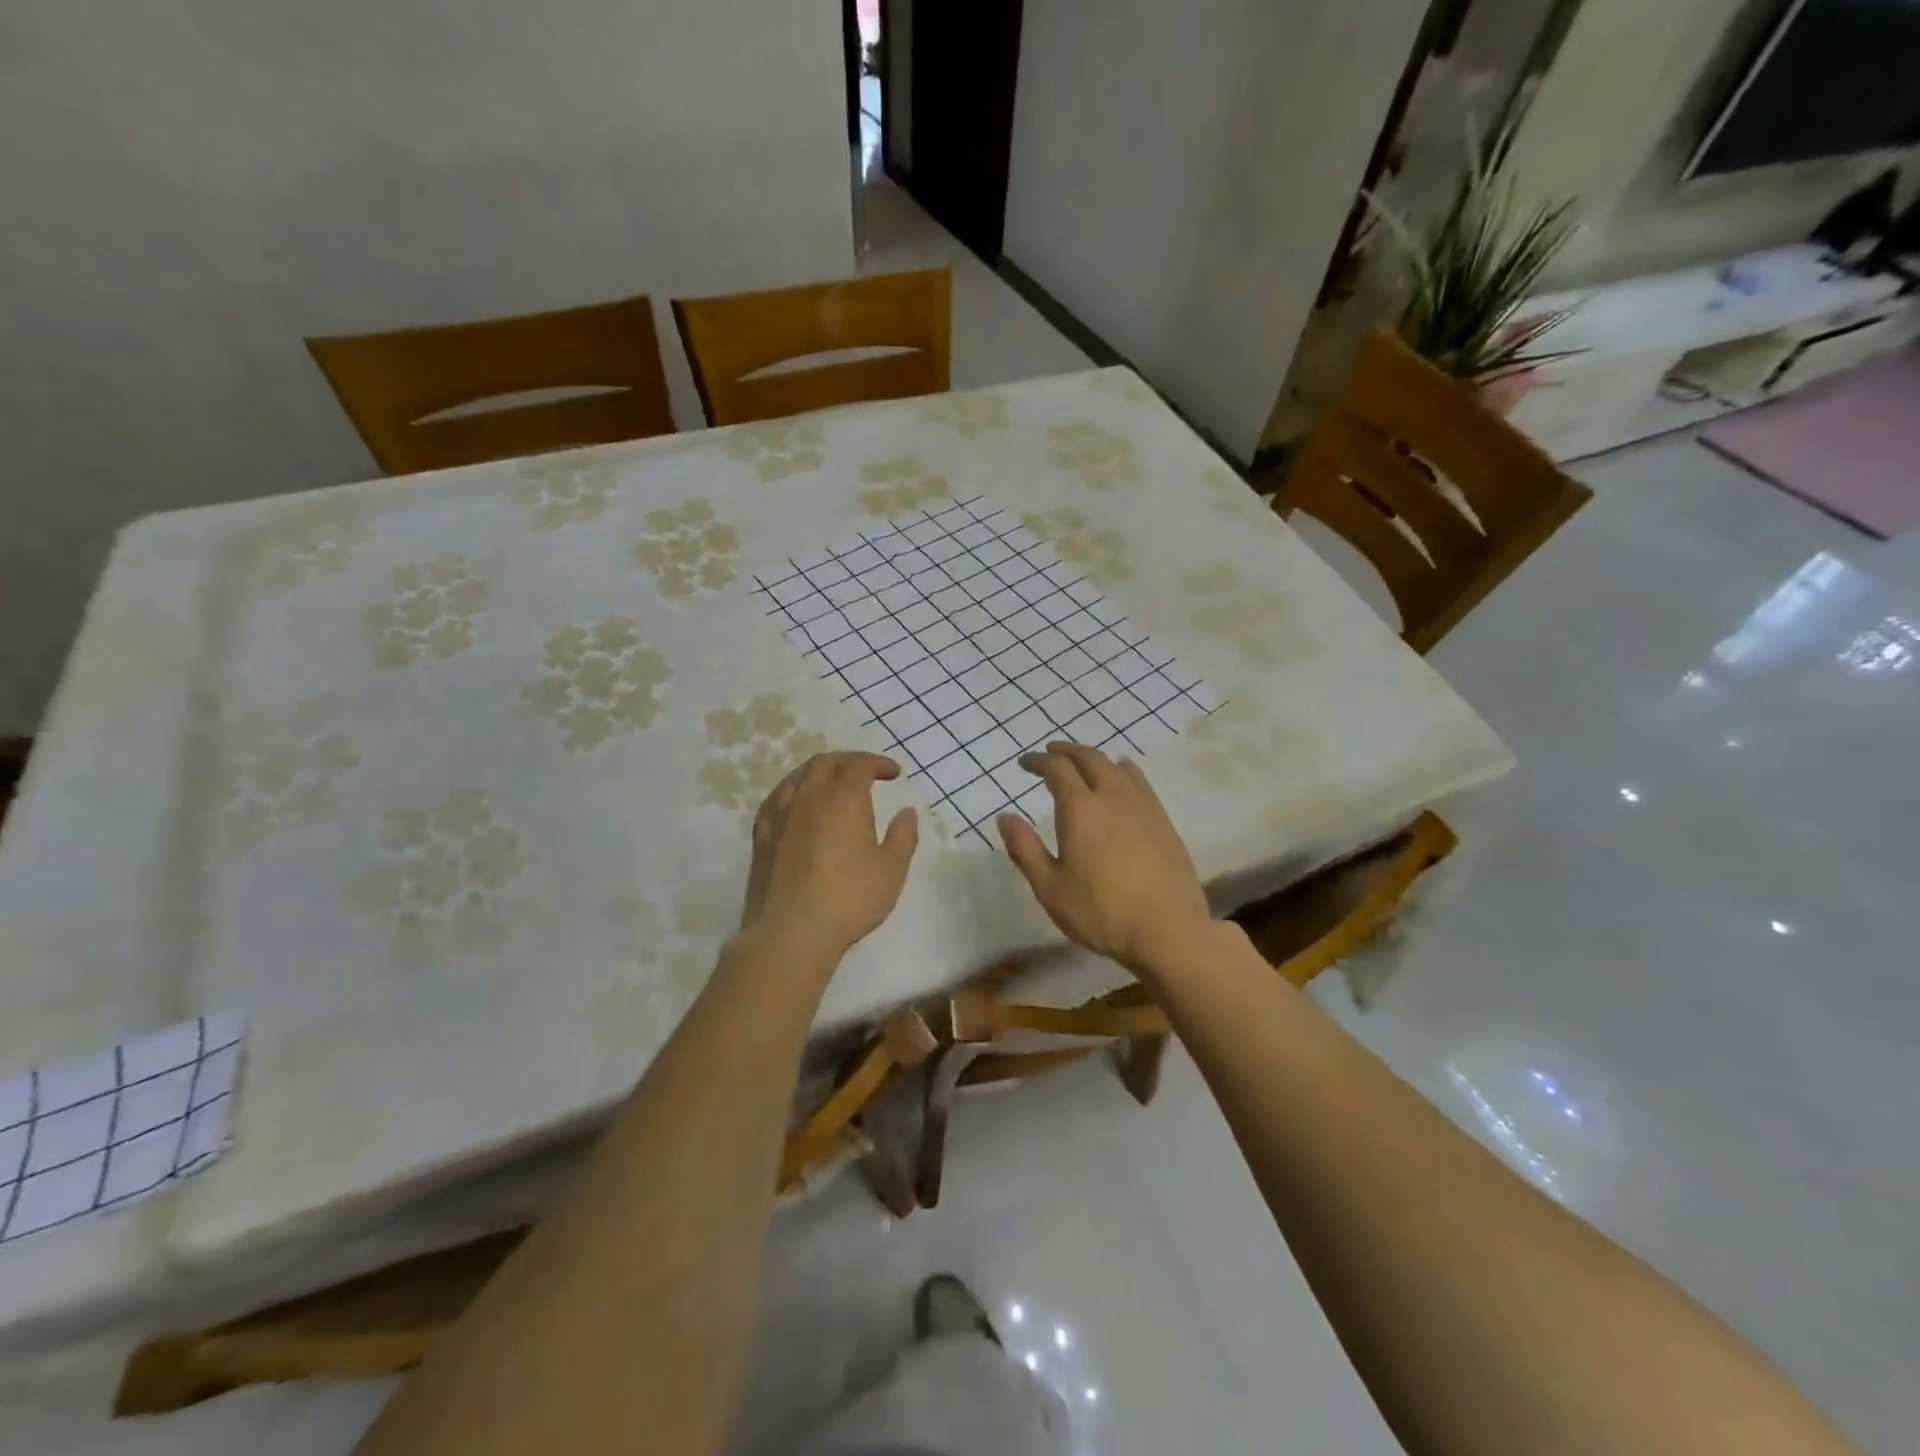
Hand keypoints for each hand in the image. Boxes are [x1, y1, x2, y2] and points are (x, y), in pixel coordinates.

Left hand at [740, 752, 919, 962]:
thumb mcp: (891, 870)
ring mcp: (779, 814)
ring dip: (820, 772)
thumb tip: (907, 812)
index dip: (878, 763)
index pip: (859, 765)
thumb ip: (903, 836)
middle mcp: (808, 796)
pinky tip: (798, 805)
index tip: (893, 773)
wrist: (790, 932)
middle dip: (848, 761)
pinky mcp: (761, 835)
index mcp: (843, 799)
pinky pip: (777, 798)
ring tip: (832, 784)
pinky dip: (794, 791)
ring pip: (798, 776)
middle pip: (826, 763)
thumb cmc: (849, 899)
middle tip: (865, 772)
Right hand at [997, 743, 1212, 976]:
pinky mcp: (1163, 821)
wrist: (1168, 930)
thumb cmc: (1101, 912)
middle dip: (1066, 751)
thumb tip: (1005, 817)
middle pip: (1089, 758)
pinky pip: (1139, 781)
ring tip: (1084, 763)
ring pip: (1117, 766)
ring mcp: (1143, 806)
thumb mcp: (1050, 887)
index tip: (1025, 763)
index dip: (1038, 761)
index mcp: (1081, 809)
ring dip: (1095, 758)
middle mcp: (1113, 797)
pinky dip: (1122, 771)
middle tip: (1051, 753)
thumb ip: (1025, 849)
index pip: (1057, 769)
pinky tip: (1122, 781)